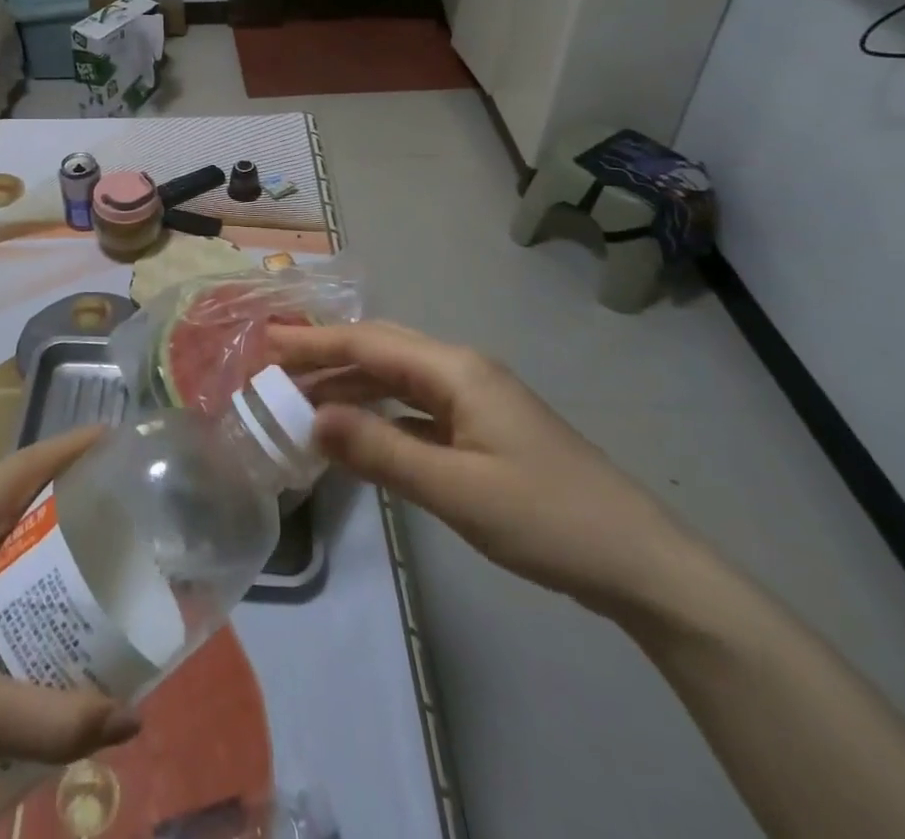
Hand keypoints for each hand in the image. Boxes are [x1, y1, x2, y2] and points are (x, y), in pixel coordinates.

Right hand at [271, 322, 694, 615]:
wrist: (639, 563)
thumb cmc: (545, 517)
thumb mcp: (454, 488)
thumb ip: (379, 450)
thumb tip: (310, 418)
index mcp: (455, 370)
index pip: (369, 343)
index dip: (314, 341)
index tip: (265, 342)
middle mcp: (461, 372)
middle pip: (381, 351)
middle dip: (326, 355)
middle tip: (273, 368)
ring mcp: (474, 401)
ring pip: (397, 380)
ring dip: (350, 386)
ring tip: (301, 400)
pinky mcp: (481, 430)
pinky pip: (415, 409)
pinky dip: (378, 414)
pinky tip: (356, 431)